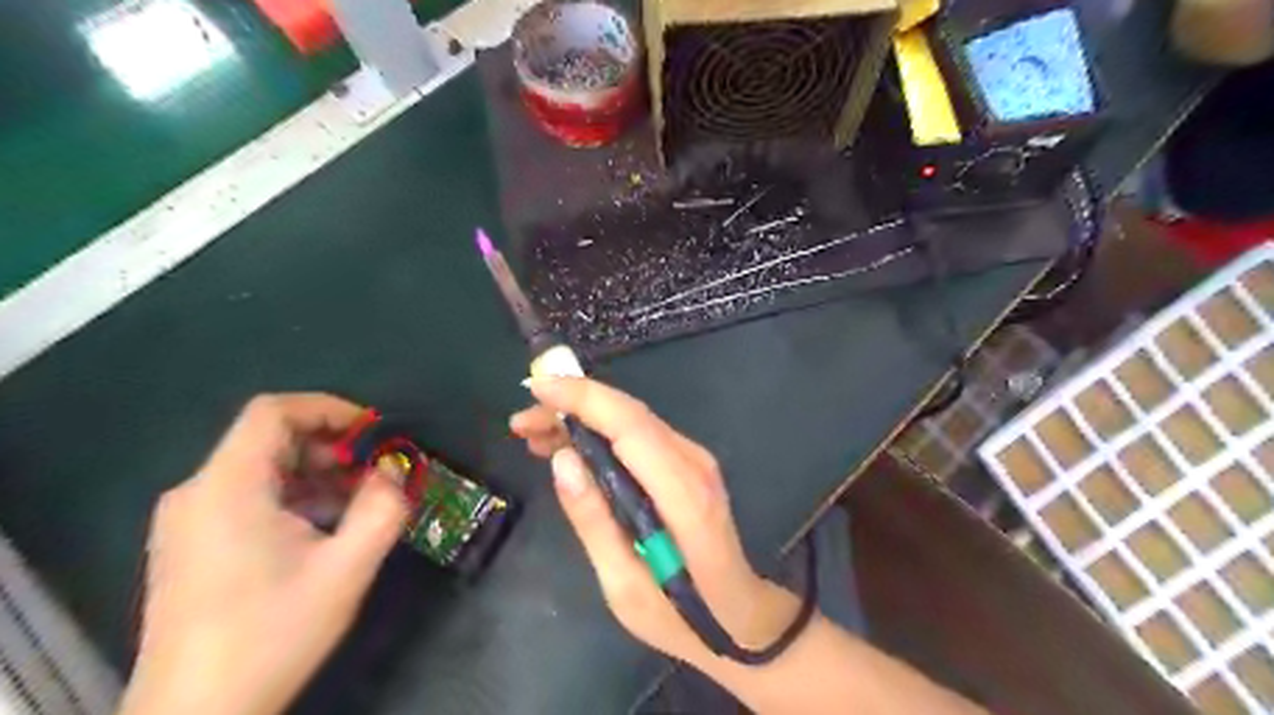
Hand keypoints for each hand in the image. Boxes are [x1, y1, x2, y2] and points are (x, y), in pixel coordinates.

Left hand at [121, 394, 405, 714]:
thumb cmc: (271, 634)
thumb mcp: (346, 569)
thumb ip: (383, 508)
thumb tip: (399, 470)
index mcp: (226, 487)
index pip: (273, 411)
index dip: (329, 408)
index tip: (374, 433)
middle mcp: (197, 493)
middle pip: (269, 439)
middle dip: (332, 447)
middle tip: (375, 474)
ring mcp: (188, 521)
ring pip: (261, 470)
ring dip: (317, 475)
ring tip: (359, 504)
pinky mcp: (191, 545)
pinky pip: (248, 497)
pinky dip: (293, 497)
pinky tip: (324, 530)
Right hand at [512, 381, 793, 663]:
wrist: (741, 616)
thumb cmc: (682, 615)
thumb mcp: (625, 586)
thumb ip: (594, 521)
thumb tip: (563, 460)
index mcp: (683, 495)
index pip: (630, 425)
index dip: (583, 399)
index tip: (536, 388)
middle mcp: (694, 464)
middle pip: (629, 414)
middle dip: (572, 405)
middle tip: (522, 421)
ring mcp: (695, 461)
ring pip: (632, 420)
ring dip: (583, 417)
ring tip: (535, 434)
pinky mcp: (689, 465)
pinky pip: (639, 435)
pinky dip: (601, 431)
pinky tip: (569, 446)